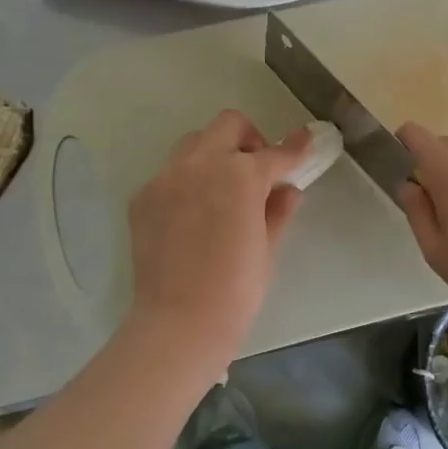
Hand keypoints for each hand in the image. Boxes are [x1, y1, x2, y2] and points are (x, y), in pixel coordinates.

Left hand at [123, 110, 311, 380]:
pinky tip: (193, 213)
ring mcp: (166, 177)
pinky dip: (187, 180)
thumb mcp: (267, 248)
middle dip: (248, 139)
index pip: (275, 152)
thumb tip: (286, 189)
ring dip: (214, 153)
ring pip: (194, 143)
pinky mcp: (143, 196)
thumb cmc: (236, 290)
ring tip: (222, 188)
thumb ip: (278, 210)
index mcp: (240, 175)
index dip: (294, 147)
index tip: (304, 140)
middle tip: (256, 169)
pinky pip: (170, 173)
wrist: (178, 323)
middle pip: (228, 125)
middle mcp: (201, 164)